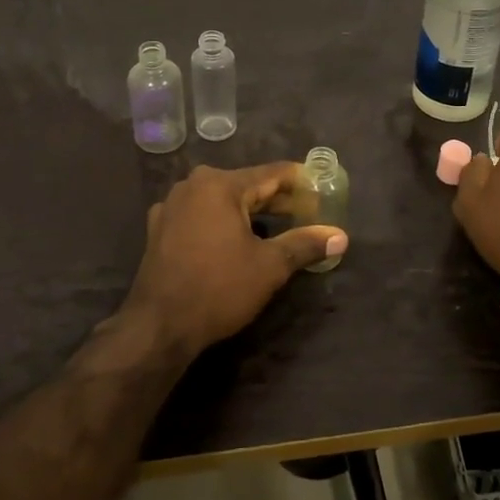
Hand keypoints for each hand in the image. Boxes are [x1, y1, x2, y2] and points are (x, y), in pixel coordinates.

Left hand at [125, 163, 348, 355]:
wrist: (159, 325)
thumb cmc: (219, 288)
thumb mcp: (270, 266)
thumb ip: (305, 244)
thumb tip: (341, 236)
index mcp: (220, 185)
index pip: (272, 173)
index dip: (301, 181)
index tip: (323, 189)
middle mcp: (193, 185)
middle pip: (246, 185)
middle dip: (278, 199)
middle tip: (308, 212)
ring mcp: (172, 205)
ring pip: (222, 200)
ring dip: (250, 212)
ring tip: (279, 227)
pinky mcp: (160, 228)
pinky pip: (201, 215)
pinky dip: (223, 222)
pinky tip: (237, 240)